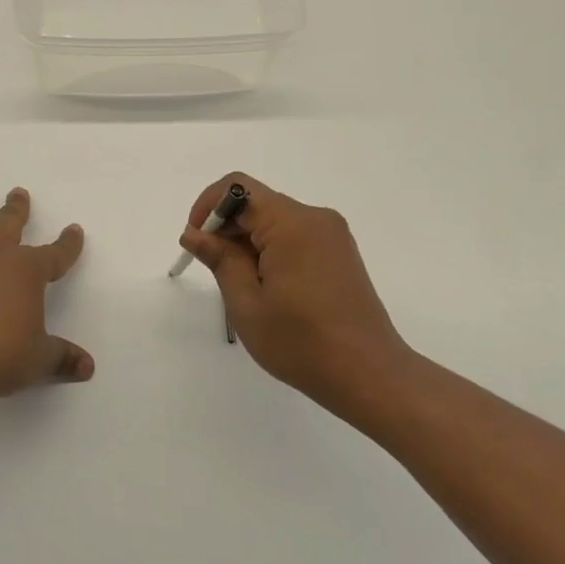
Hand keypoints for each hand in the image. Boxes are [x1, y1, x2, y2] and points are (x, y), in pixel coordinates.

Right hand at [180, 172, 409, 396]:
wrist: (369, 375)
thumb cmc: (301, 342)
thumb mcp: (246, 304)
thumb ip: (220, 259)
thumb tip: (195, 233)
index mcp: (291, 223)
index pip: (237, 188)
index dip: (208, 207)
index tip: (197, 242)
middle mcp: (315, 218)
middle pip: (257, 203)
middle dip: (227, 228)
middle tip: (215, 272)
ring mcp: (332, 235)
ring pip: (275, 221)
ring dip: (248, 242)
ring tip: (243, 287)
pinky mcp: (339, 253)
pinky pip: (295, 236)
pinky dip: (271, 250)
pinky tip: (269, 289)